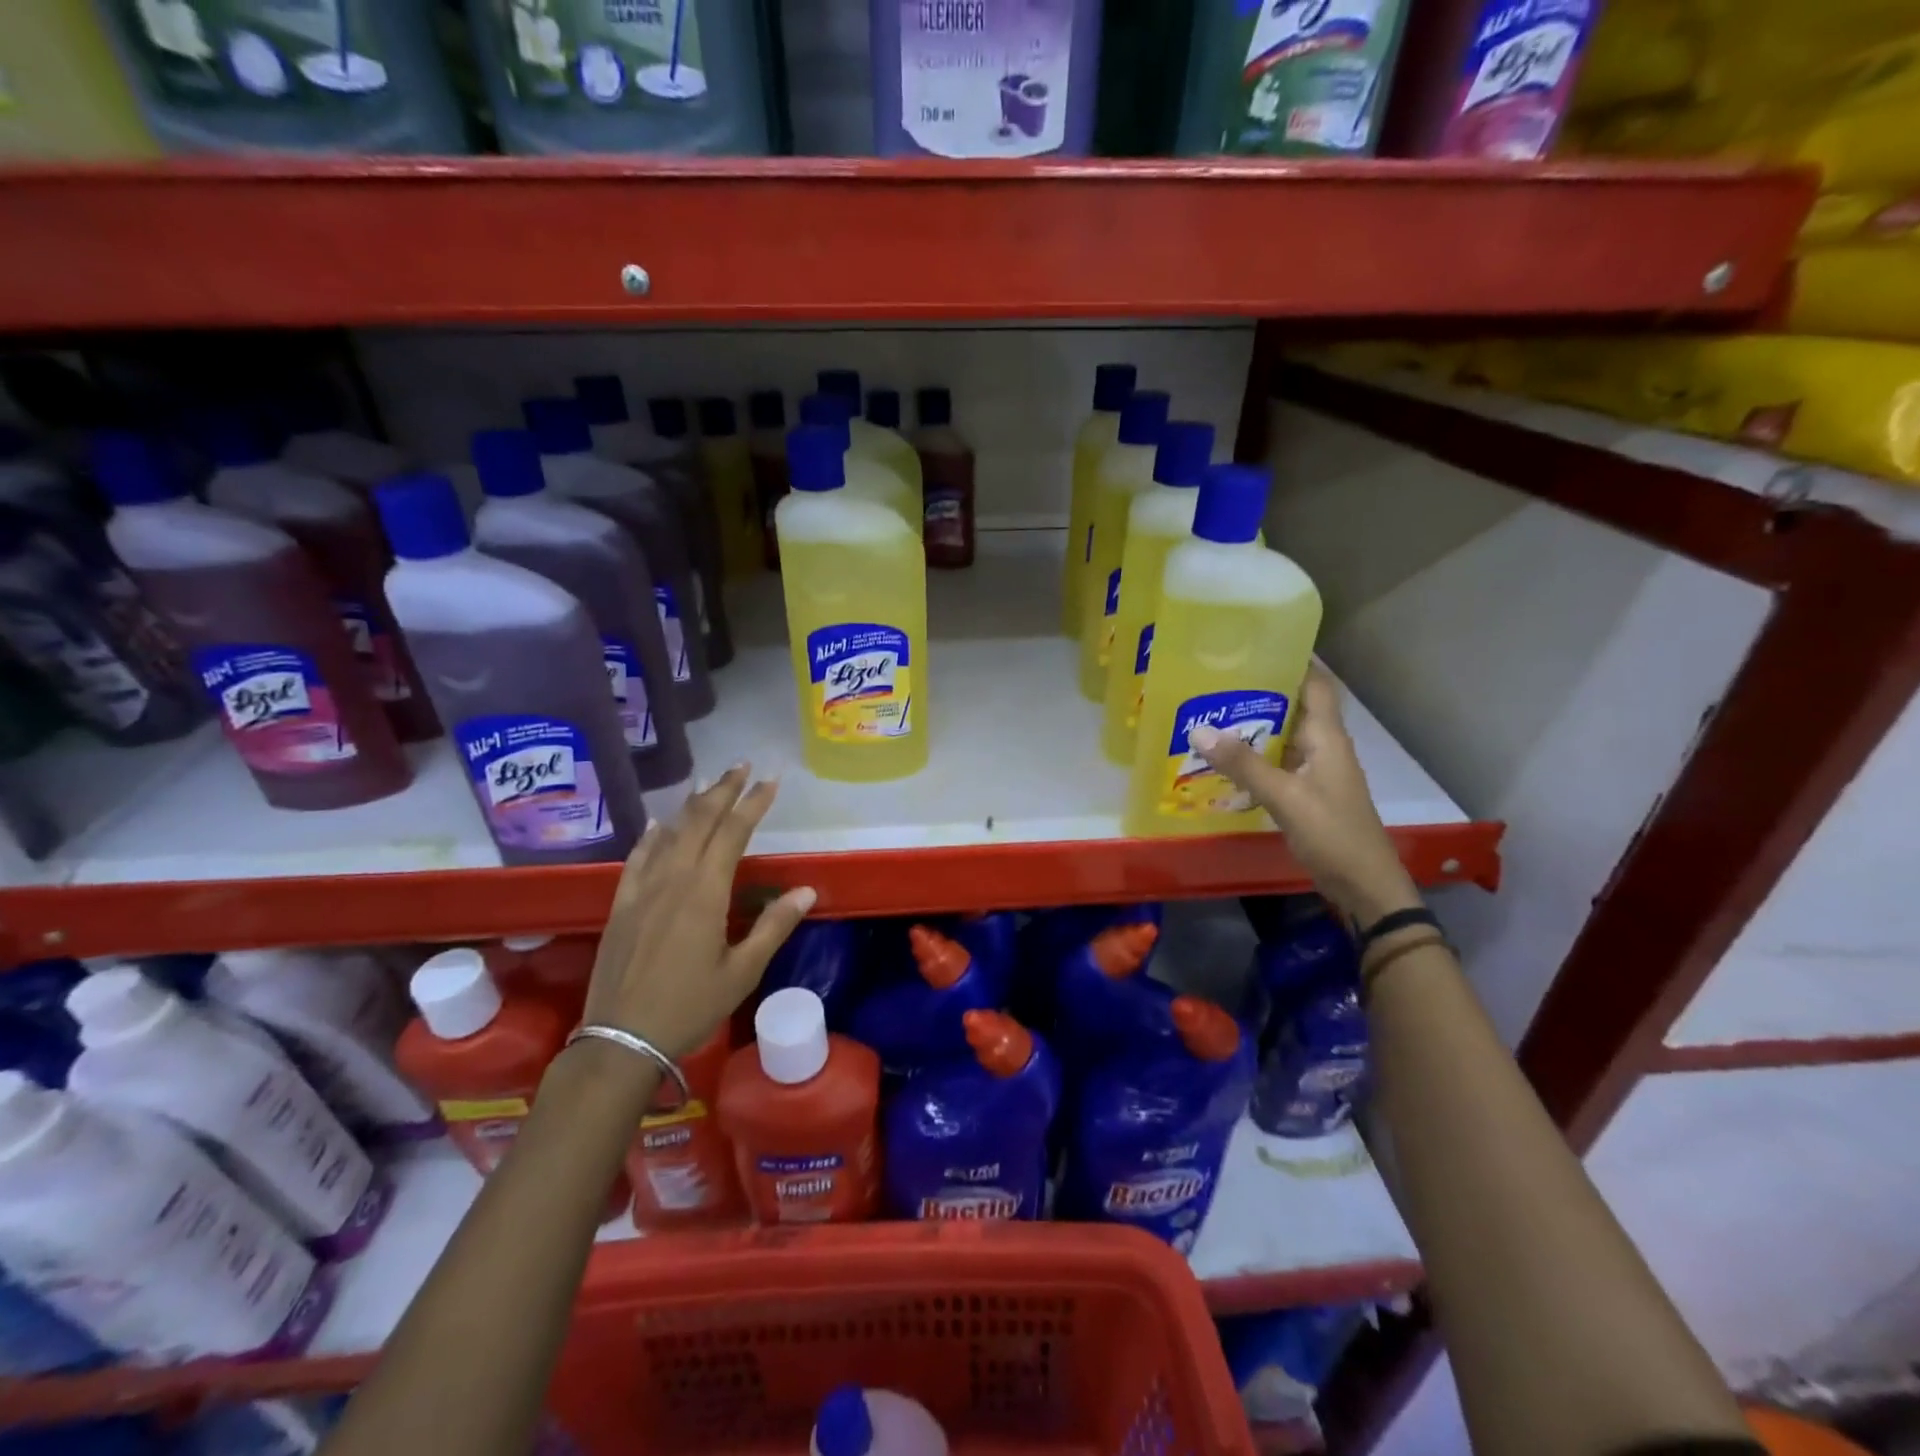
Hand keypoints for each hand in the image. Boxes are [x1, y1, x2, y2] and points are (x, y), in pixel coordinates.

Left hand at [581, 764, 814, 1059]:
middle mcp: (672, 879)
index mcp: (705, 892)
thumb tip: (806, 890)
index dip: (753, 803)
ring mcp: (642, 889)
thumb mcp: (742, 972)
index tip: (771, 780)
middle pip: (699, 821)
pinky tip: (658, 824)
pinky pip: (637, 857)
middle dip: (723, 790)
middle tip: (741, 766)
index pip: (733, 832)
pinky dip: (652, 835)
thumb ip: (774, 926)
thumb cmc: (689, 1006)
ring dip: (692, 805)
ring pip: (669, 833)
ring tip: (709, 784)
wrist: (620, 1039)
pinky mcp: (621, 904)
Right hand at [1189, 664, 1422, 925]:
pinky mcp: (1305, 793)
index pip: (1314, 684)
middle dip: (1258, 692)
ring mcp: (1314, 771)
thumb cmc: (1332, 834)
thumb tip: (1198, 729)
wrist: (1364, 885)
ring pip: (1281, 736)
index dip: (1293, 660)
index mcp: (1327, 737)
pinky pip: (1276, 763)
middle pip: (1292, 707)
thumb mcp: (1285, 797)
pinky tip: (1222, 760)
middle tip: (1214, 679)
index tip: (1255, 643)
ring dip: (1251, 726)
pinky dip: (1252, 757)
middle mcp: (1323, 747)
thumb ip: (1243, 764)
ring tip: (1209, 712)